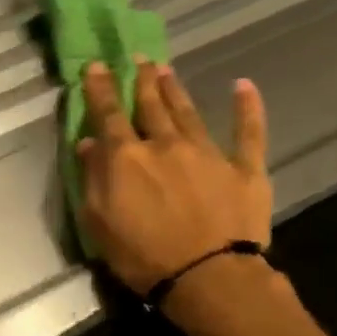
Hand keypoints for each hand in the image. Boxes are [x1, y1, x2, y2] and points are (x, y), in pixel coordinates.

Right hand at [76, 60, 273, 297]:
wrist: (208, 277)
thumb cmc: (143, 256)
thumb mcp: (99, 222)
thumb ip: (92, 178)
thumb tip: (88, 143)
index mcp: (127, 156)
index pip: (109, 113)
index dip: (100, 87)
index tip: (96, 65)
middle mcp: (165, 144)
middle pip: (151, 105)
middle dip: (142, 80)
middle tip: (139, 58)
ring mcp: (207, 153)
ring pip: (188, 112)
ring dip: (175, 89)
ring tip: (166, 69)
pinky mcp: (244, 169)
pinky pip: (248, 133)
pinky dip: (247, 108)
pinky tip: (244, 85)